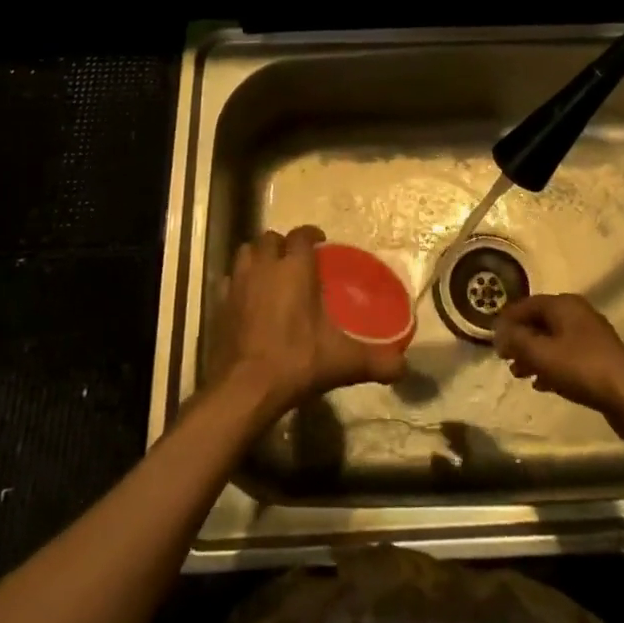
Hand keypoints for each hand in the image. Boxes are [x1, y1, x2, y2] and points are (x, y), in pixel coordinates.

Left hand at [210, 227, 405, 420]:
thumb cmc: (296, 361)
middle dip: (282, 244)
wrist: (244, 388)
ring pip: (246, 253)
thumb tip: (405, 368)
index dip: (311, 235)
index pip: (302, 235)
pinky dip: (238, 282)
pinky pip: (229, 280)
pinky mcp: (219, 304)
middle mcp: (265, 267)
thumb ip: (376, 361)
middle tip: (295, 260)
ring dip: (258, 256)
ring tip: (269, 272)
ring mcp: (238, 284)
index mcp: (295, 268)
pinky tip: (246, 298)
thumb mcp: (343, 361)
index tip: (320, 243)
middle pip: (270, 239)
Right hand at [493, 293, 623, 417]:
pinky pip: (566, 356)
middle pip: (540, 322)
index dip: (507, 321)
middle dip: (520, 340)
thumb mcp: (541, 353)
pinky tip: (542, 384)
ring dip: (533, 355)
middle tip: (504, 359)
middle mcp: (577, 314)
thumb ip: (516, 340)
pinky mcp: (598, 358)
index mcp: (563, 305)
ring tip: (519, 374)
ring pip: (552, 340)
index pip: (526, 305)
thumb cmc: (581, 368)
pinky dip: (550, 366)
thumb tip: (499, 332)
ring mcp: (590, 336)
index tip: (492, 340)